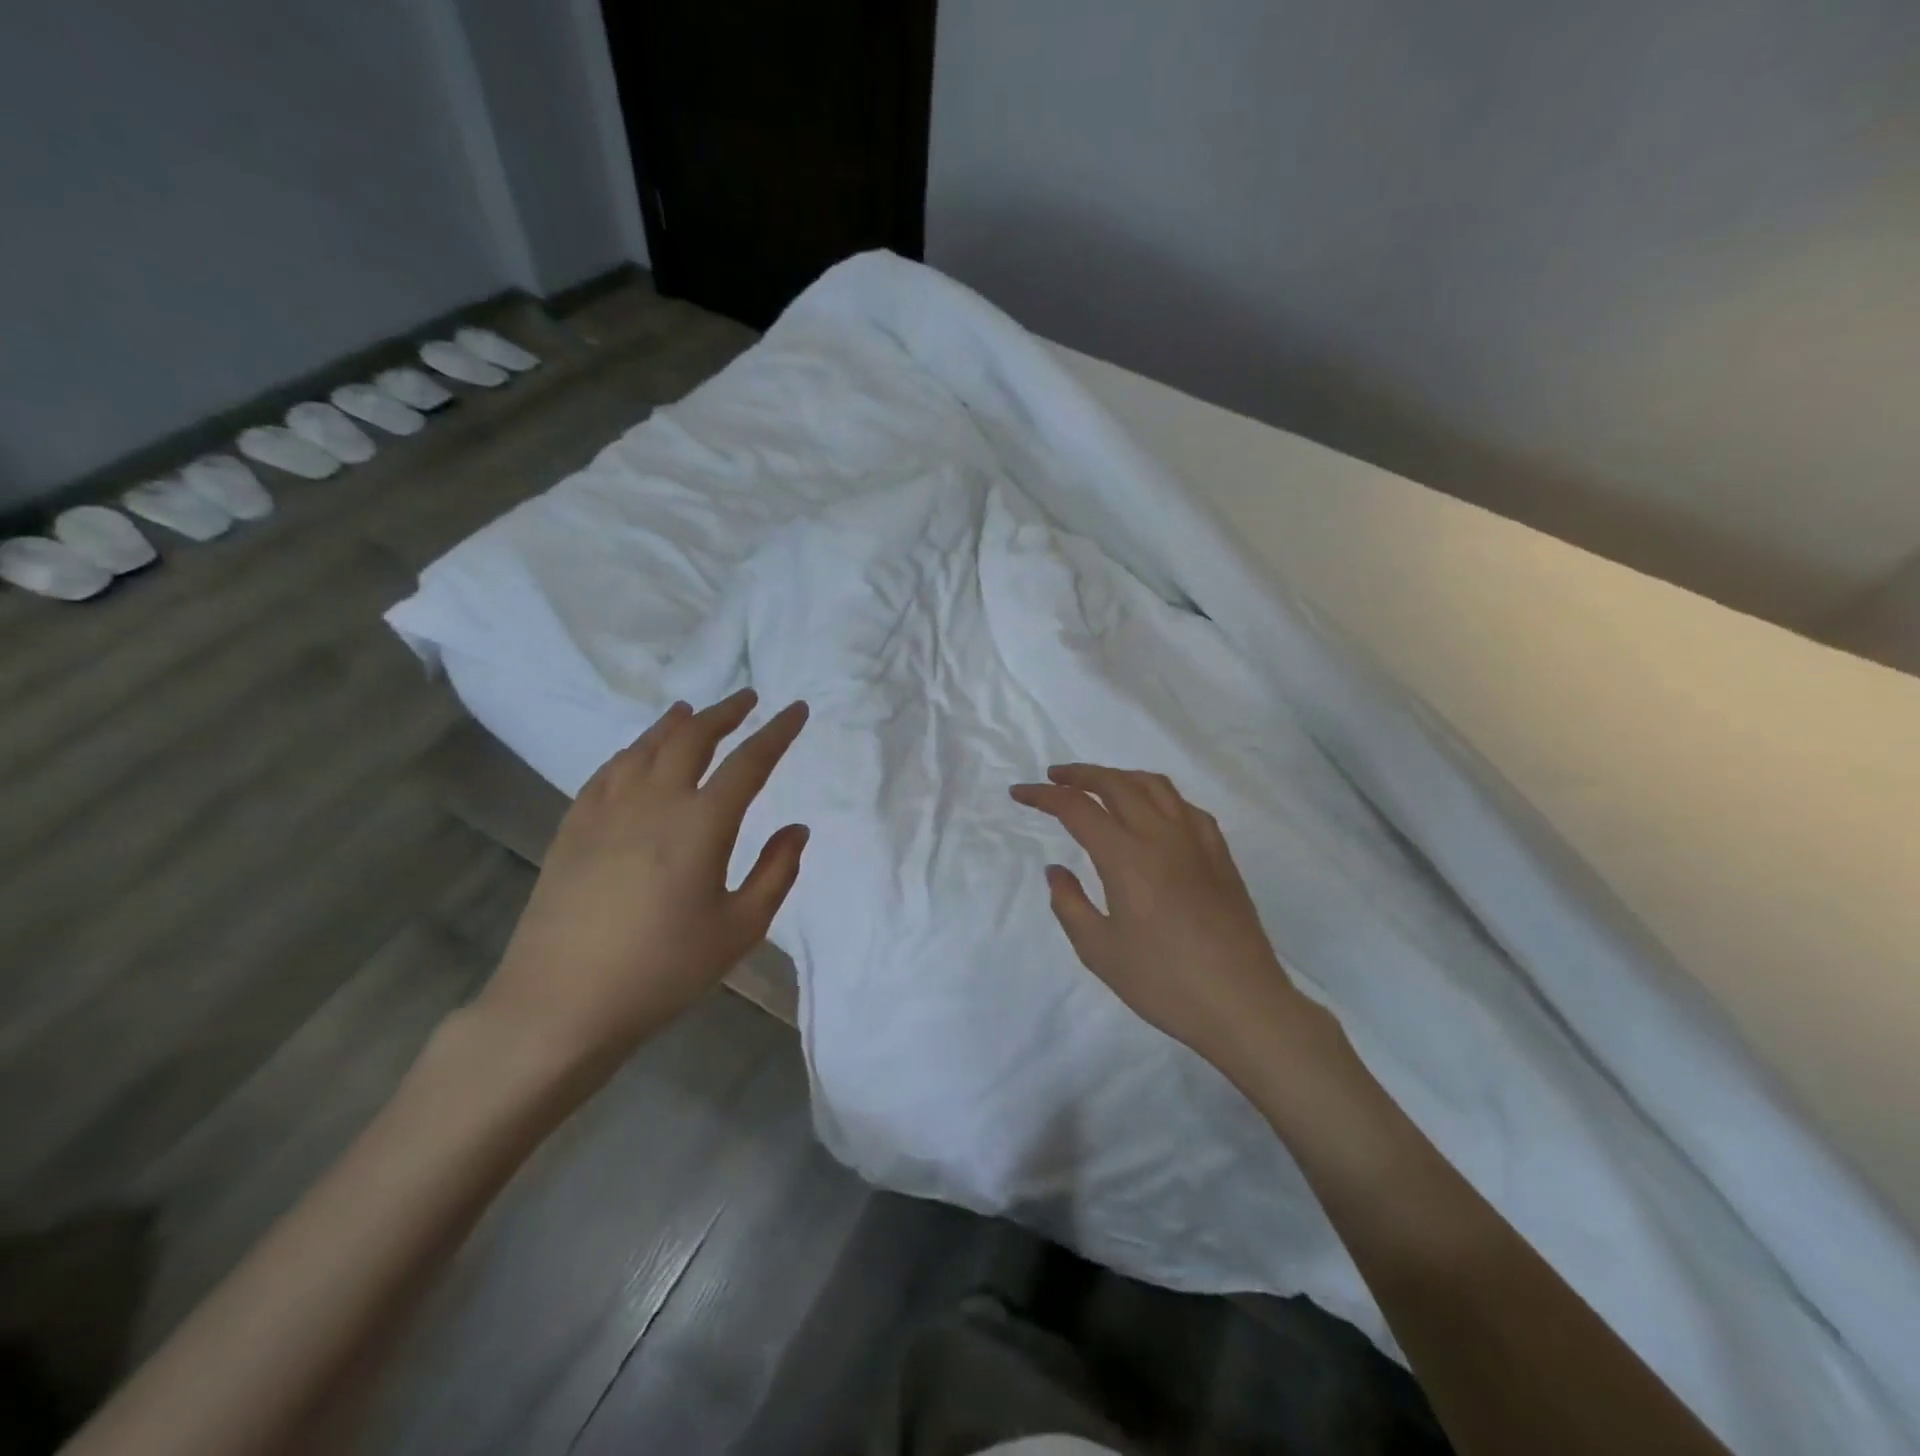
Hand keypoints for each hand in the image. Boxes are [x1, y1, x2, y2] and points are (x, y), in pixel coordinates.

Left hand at [477, 690, 809, 1077]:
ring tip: (692, 711)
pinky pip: (608, 772)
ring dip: (676, 724)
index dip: (777, 732)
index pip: (749, 762)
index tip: (797, 709)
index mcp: (702, 823)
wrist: (560, 1004)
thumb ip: (777, 873)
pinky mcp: (573, 828)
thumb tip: (797, 829)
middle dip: (725, 713)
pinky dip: (632, 751)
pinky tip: (636, 754)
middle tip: (747, 699)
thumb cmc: (663, 970)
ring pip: (645, 747)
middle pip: (693, 738)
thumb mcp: (740, 929)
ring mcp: (607, 810)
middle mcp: (655, 801)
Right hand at [1011, 764, 1326, 1074]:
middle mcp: (1161, 836)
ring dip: (1120, 776)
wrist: (1242, 1003)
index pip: (1077, 808)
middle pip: (1116, 783)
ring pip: (1155, 786)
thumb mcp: (1100, 951)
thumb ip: (1070, 904)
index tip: (1020, 793)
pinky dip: (1159, 797)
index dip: (1044, 796)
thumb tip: (1056, 869)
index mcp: (1126, 857)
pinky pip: (1186, 807)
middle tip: (1054, 778)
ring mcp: (1196, 841)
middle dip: (1080, 774)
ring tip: (1100, 786)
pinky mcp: (1220, 855)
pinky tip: (1154, 814)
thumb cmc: (1164, 982)